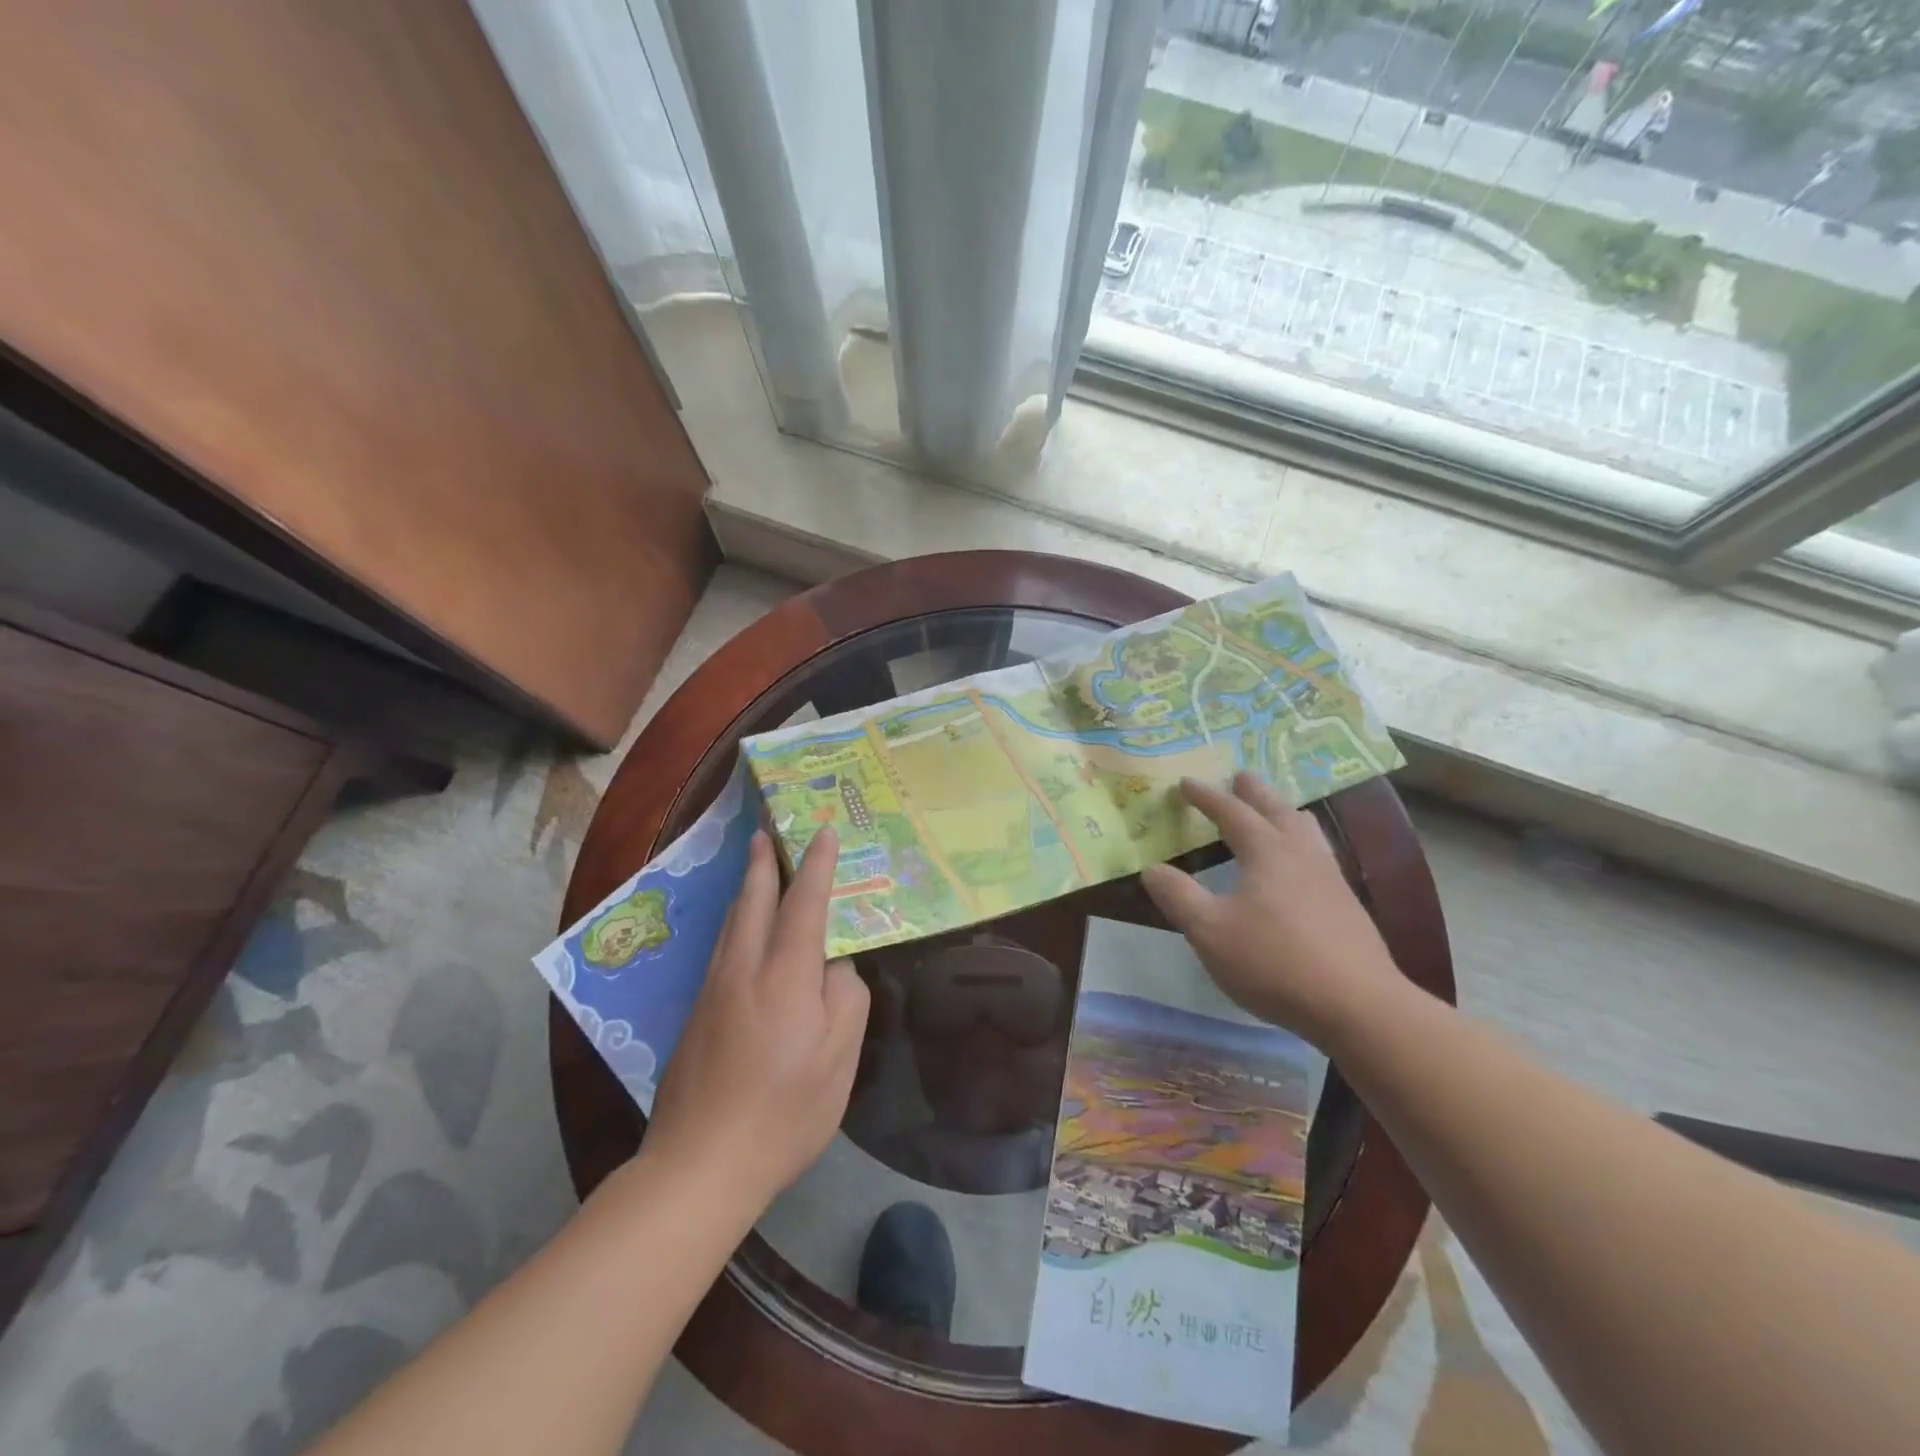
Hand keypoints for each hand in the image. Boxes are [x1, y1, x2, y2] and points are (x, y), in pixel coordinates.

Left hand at [644, 828, 869, 1212]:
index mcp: (784, 976)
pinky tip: (741, 928)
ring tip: (756, 866)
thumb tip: (834, 965)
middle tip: (767, 832)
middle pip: (753, 901)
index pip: (804, 904)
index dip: (818, 866)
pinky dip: (737, 920)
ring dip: (746, 888)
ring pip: (731, 923)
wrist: (700, 1165)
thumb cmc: (784, 1112)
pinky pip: (721, 947)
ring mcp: (712, 991)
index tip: (825, 833)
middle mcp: (742, 970)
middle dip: (763, 863)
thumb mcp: (839, 1058)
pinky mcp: (696, 1014)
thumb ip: (846, 998)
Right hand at [1141, 773, 1404, 1047]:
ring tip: (1279, 808)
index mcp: (1266, 852)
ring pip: (1305, 831)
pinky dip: (1303, 841)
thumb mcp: (1209, 931)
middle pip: (1276, 811)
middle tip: (1241, 776)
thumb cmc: (1274, 961)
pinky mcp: (1347, 905)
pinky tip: (1305, 863)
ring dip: (1285, 812)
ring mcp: (1330, 878)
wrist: (1357, 1004)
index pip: (1232, 813)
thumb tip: (1152, 869)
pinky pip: (1320, 854)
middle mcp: (1300, 854)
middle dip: (1254, 792)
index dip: (1207, 797)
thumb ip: (1178, 896)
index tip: (1186, 782)